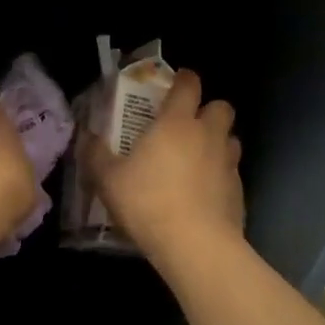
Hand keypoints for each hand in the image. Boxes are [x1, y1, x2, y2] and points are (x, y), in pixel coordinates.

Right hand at [80, 70, 243, 256]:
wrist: (195, 246)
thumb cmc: (148, 203)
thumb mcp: (108, 180)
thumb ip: (95, 155)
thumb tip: (84, 136)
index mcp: (176, 123)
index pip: (189, 85)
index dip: (184, 79)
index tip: (176, 82)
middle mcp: (207, 135)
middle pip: (221, 107)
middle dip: (207, 110)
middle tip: (187, 125)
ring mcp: (228, 163)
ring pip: (230, 139)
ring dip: (217, 141)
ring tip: (197, 158)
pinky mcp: (239, 191)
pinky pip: (232, 172)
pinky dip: (220, 175)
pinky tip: (203, 193)